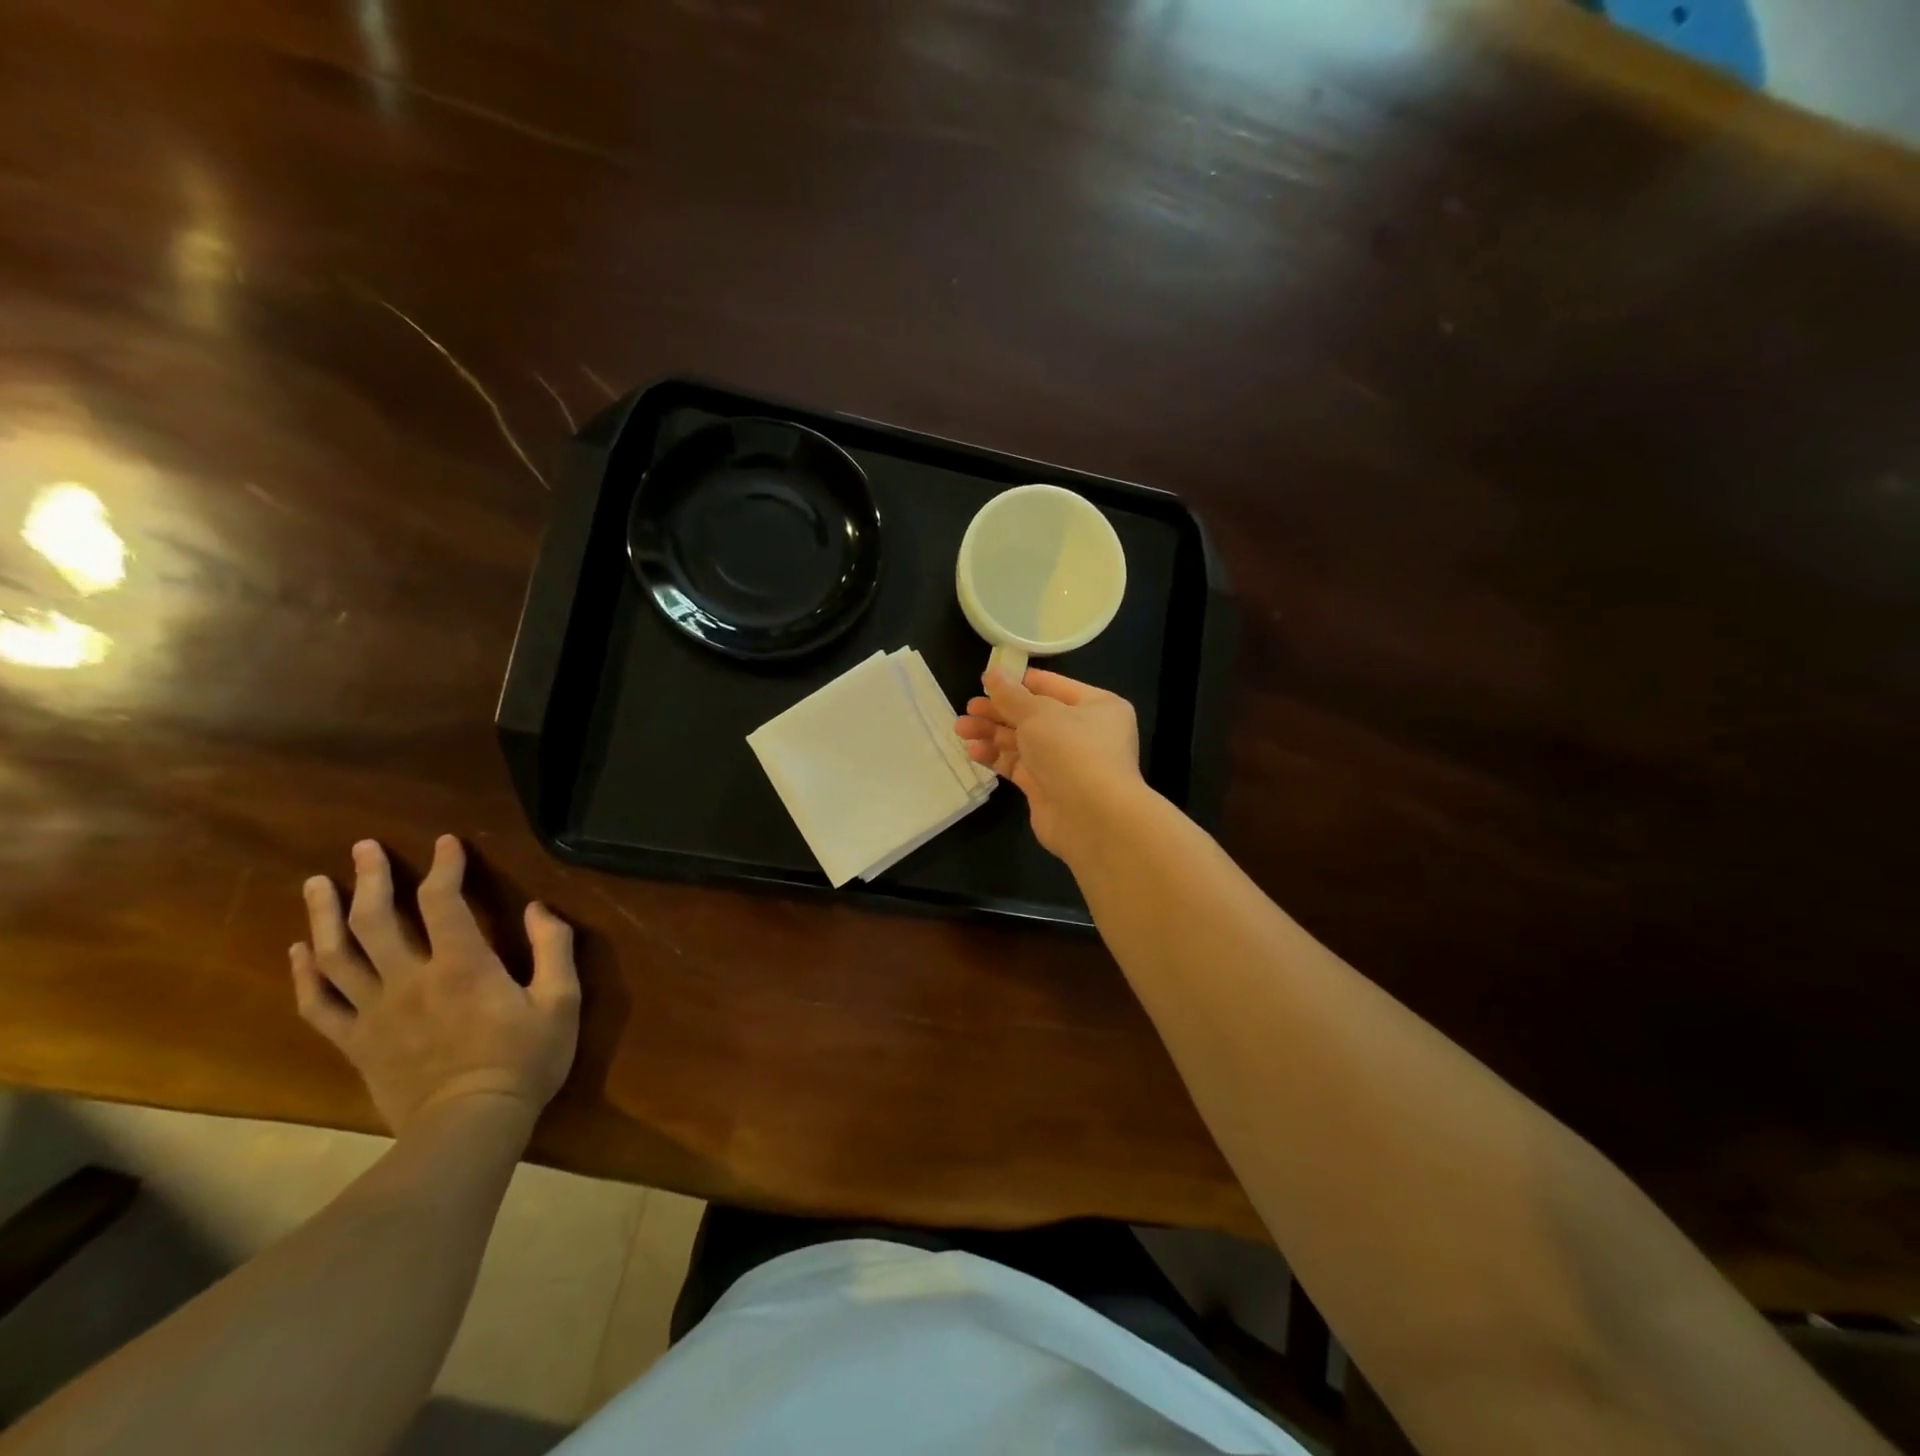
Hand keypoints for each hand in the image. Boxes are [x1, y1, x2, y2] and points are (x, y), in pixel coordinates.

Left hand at [291, 836, 579, 1135]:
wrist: (469, 1126)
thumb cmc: (524, 1059)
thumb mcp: (561, 1001)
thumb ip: (553, 948)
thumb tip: (539, 908)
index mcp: (462, 965)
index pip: (441, 901)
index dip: (443, 866)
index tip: (446, 843)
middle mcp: (410, 979)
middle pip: (375, 919)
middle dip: (368, 878)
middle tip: (362, 849)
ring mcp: (375, 1012)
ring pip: (336, 955)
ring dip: (324, 915)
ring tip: (318, 884)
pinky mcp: (357, 1042)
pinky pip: (320, 1003)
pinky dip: (305, 974)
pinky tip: (300, 951)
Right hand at [955, 669, 1145, 859]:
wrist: (1092, 818)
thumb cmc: (1072, 751)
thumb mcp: (1038, 713)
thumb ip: (1011, 695)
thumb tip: (992, 674)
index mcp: (1096, 706)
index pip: (1051, 686)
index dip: (1018, 682)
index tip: (986, 680)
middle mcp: (1084, 732)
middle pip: (1034, 715)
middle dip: (999, 711)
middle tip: (969, 707)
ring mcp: (1065, 763)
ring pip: (1023, 741)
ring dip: (992, 734)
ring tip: (961, 729)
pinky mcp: (1047, 788)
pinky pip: (1018, 766)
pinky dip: (996, 757)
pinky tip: (973, 752)